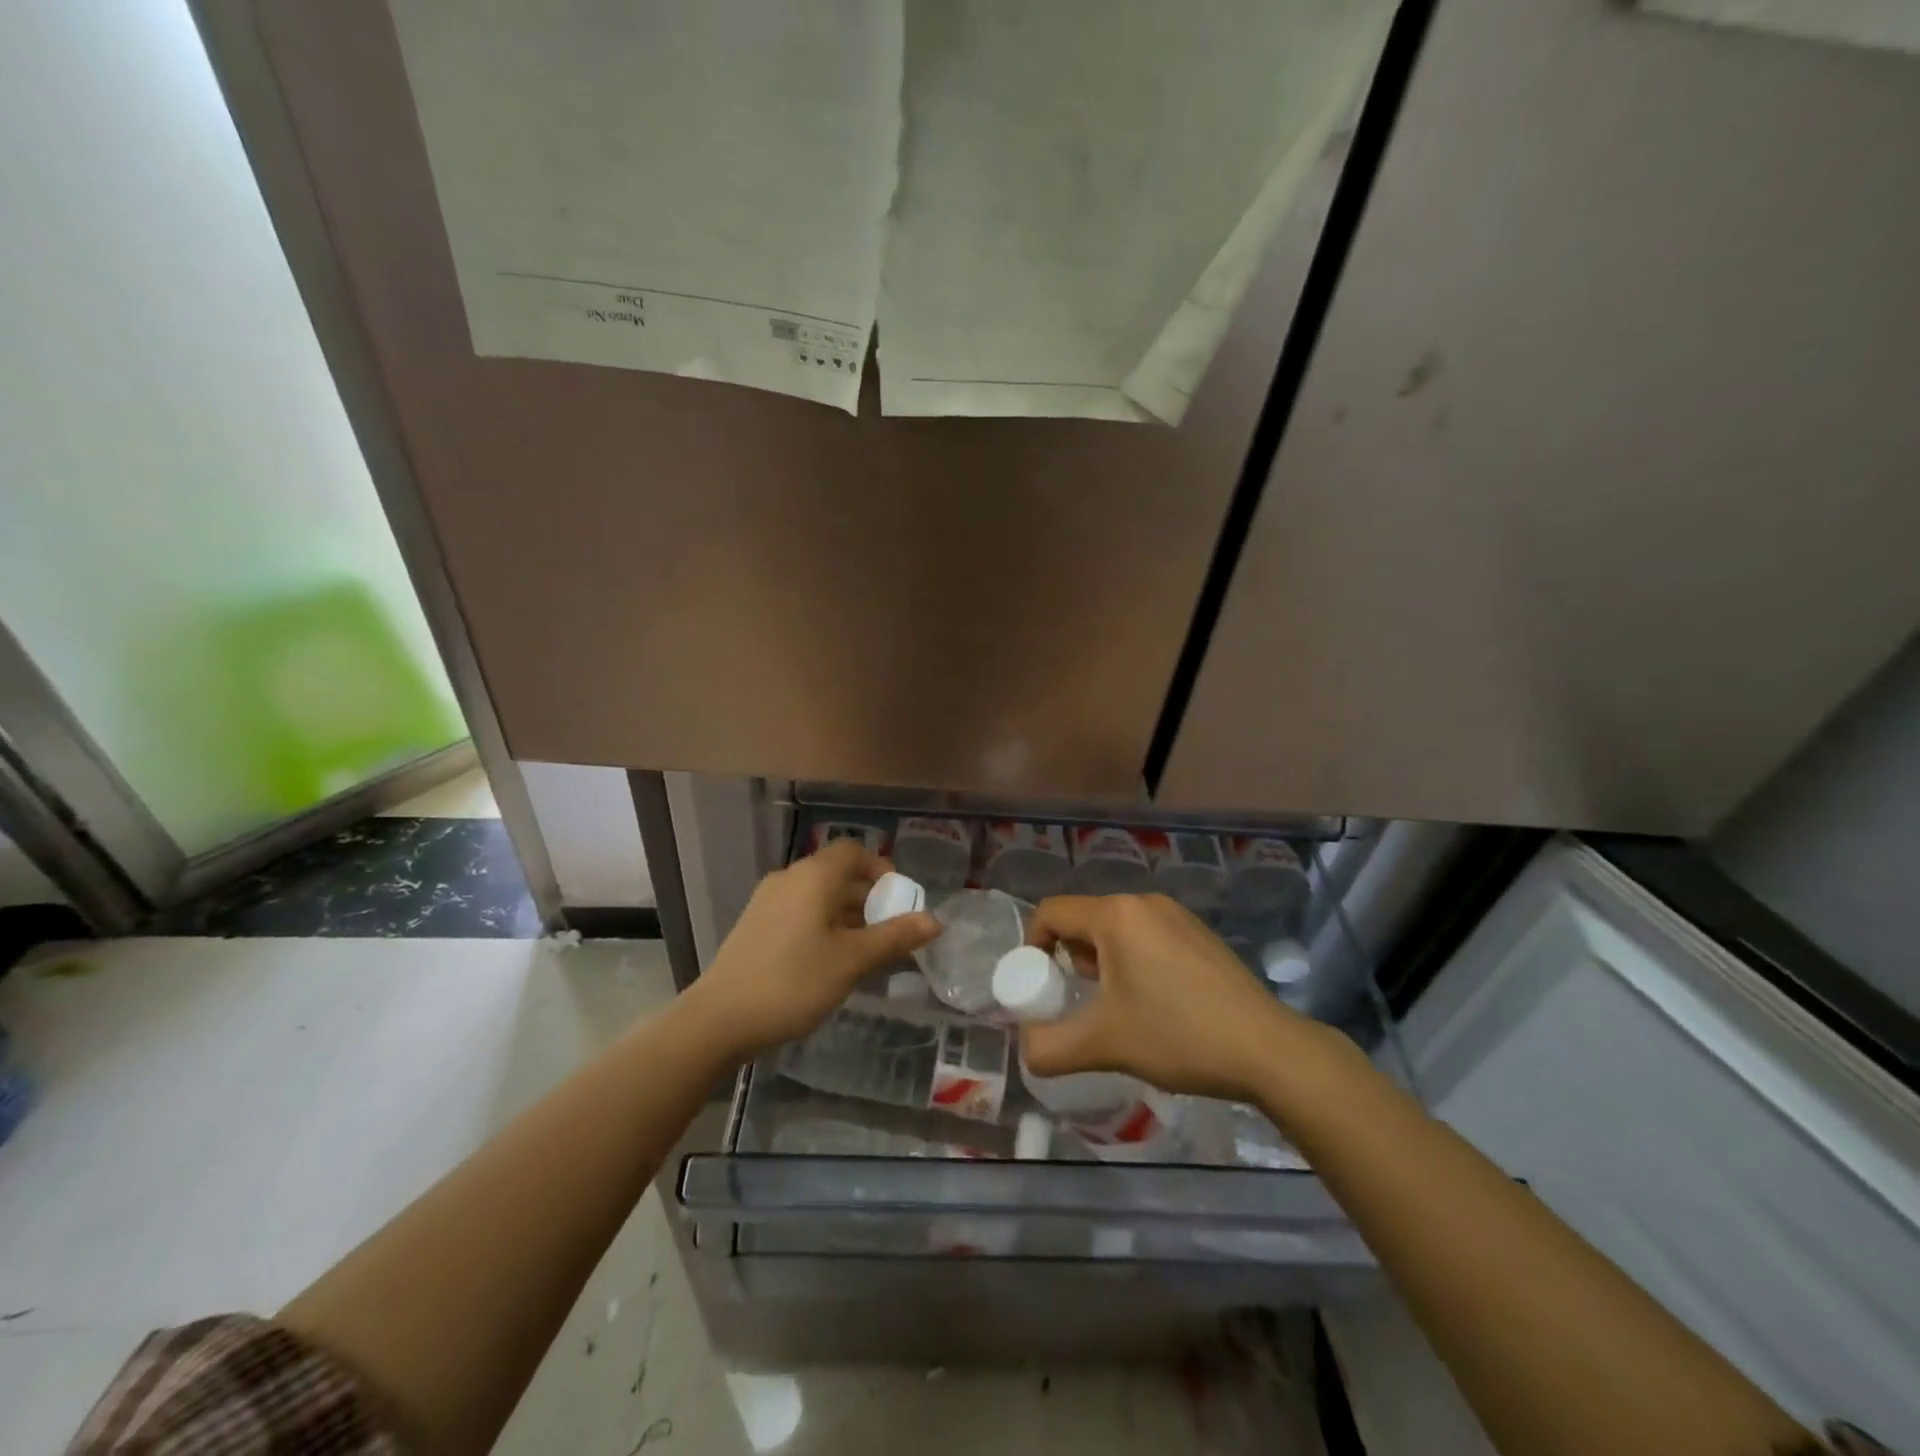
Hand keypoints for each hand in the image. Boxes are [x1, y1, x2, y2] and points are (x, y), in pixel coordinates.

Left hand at [681, 839, 939, 1060]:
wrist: (719, 1019)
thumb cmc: (793, 982)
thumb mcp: (852, 961)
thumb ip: (895, 937)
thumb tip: (935, 920)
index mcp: (813, 876)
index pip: (854, 851)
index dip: (881, 869)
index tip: (899, 901)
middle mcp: (789, 878)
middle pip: (838, 874)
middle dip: (869, 898)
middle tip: (889, 933)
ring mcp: (768, 901)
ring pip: (819, 896)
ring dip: (847, 915)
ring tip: (866, 953)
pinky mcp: (756, 925)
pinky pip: (801, 912)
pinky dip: (823, 925)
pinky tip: (831, 962)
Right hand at [1021, 893, 1323, 1100]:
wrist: (1268, 1050)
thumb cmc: (1178, 1035)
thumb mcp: (1104, 1045)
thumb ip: (1049, 1047)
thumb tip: (1027, 1048)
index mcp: (1116, 915)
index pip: (1051, 912)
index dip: (1032, 945)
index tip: (1037, 986)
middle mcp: (1144, 903)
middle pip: (1084, 920)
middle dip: (1070, 958)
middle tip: (1079, 1000)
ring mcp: (1177, 915)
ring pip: (1117, 929)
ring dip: (1102, 962)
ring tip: (1117, 1007)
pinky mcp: (1199, 934)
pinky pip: (1147, 936)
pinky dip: (1133, 961)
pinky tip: (1154, 1002)